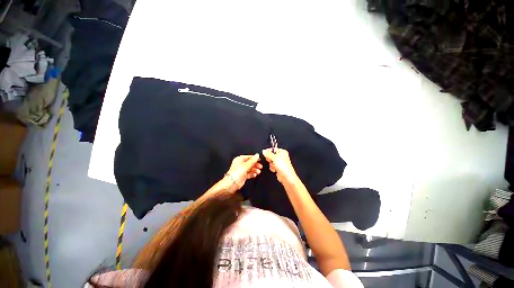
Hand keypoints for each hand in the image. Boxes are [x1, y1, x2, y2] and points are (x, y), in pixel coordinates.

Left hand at [225, 154, 262, 189]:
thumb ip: (253, 160)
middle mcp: (240, 164)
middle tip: (260, 167)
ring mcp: (242, 170)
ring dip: (255, 170)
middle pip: (250, 163)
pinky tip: (255, 175)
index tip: (260, 160)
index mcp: (239, 159)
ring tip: (258, 172)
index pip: (249, 157)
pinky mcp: (243, 175)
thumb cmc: (237, 173)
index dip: (254, 158)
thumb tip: (257, 155)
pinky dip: (252, 174)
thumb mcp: (246, 165)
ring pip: (250, 168)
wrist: (232, 183)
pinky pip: (249, 173)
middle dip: (255, 165)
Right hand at [262, 148, 298, 184]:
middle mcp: (281, 156)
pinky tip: (275, 169)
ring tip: (275, 166)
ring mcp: (280, 162)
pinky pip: (272, 165)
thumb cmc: (284, 167)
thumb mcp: (275, 158)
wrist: (286, 177)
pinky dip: (272, 168)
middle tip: (271, 161)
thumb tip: (264, 151)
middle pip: (271, 155)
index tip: (266, 154)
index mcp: (282, 152)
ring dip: (271, 164)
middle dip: (270, 159)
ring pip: (271, 161)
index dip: (269, 151)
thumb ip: (268, 154)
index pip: (273, 149)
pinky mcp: (278, 167)